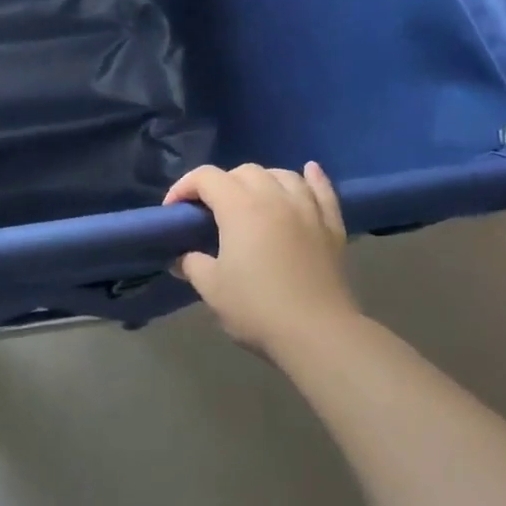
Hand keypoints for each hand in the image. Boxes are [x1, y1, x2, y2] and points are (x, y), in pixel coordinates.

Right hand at [163, 162, 359, 356]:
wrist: (318, 334)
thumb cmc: (256, 307)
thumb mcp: (211, 288)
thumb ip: (192, 264)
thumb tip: (183, 258)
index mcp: (240, 207)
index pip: (206, 177)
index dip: (184, 187)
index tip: (173, 210)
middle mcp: (274, 198)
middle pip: (245, 171)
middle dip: (221, 183)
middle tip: (210, 211)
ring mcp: (308, 210)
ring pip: (283, 175)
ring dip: (262, 179)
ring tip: (252, 197)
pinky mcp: (332, 227)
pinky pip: (323, 191)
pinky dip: (313, 178)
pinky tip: (309, 171)